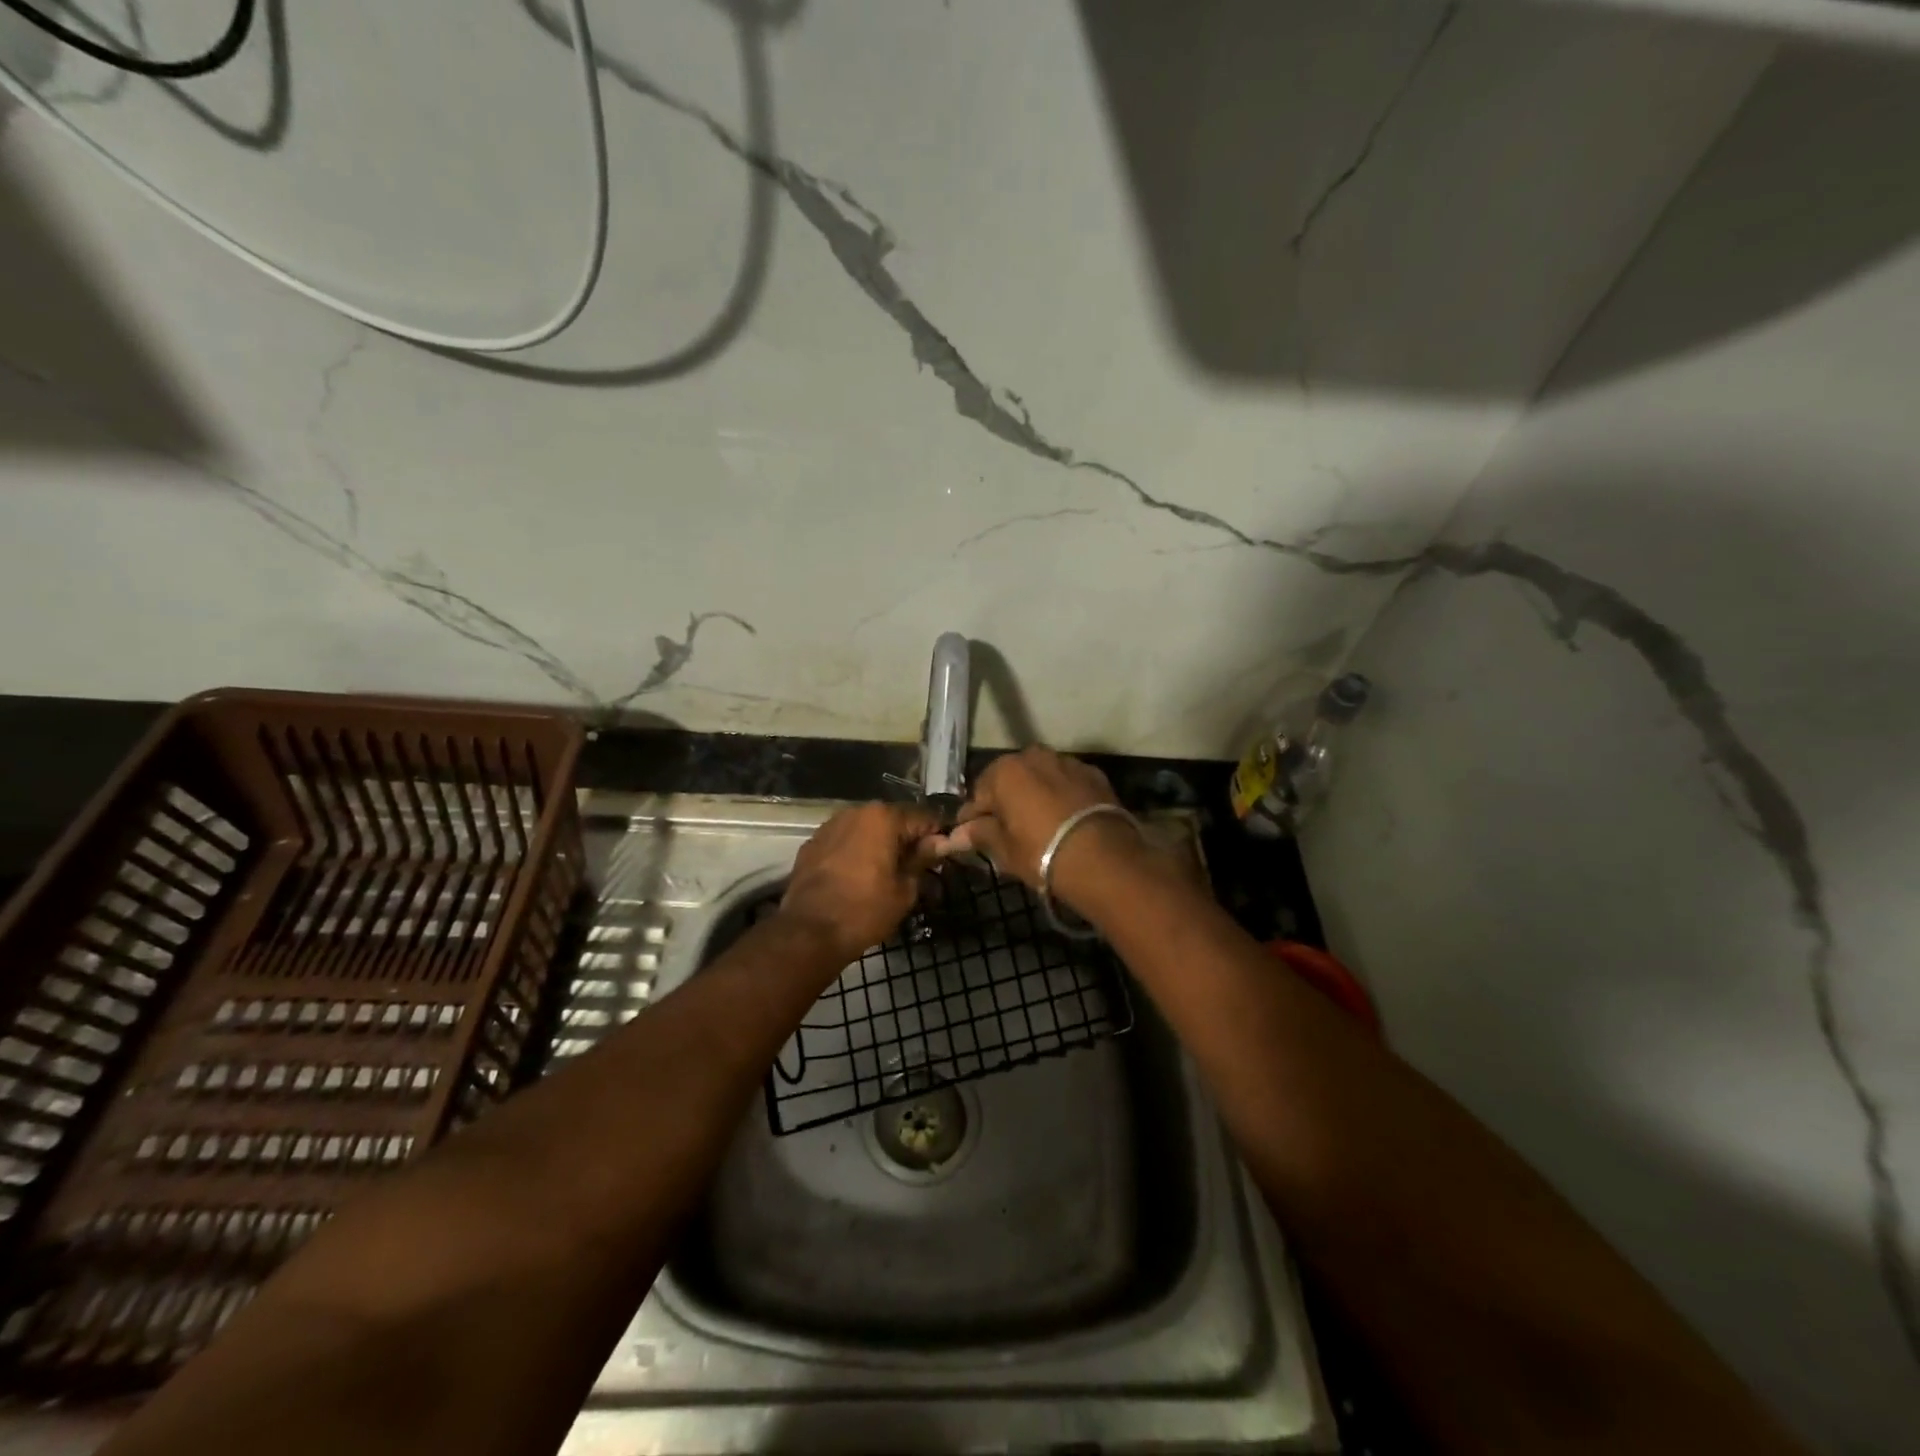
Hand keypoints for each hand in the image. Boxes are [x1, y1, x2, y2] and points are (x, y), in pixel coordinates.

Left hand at [779, 802, 943, 962]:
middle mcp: (856, 811)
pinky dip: (855, 852)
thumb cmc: (865, 911)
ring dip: (879, 844)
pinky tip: (857, 876)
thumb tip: (937, 843)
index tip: (942, 857)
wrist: (808, 932)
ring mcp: (830, 826)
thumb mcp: (904, 889)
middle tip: (916, 868)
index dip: (937, 836)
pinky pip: (844, 841)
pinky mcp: (812, 844)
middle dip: (906, 840)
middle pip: (893, 820)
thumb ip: (922, 860)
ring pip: (866, 829)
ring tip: (885, 873)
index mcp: (884, 818)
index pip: (924, 818)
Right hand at [944, 747, 1148, 909]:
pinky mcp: (1094, 774)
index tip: (970, 836)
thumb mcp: (1004, 849)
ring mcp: (1067, 762)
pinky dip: (1061, 796)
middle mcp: (1034, 756)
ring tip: (1037, 823)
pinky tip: (1063, 819)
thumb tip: (956, 835)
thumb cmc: (1040, 852)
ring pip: (1040, 778)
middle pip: (1010, 780)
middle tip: (1005, 830)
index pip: (978, 795)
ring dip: (1034, 795)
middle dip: (1005, 801)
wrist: (1102, 857)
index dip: (973, 818)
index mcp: (1005, 771)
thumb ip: (979, 834)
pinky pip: (1067, 783)